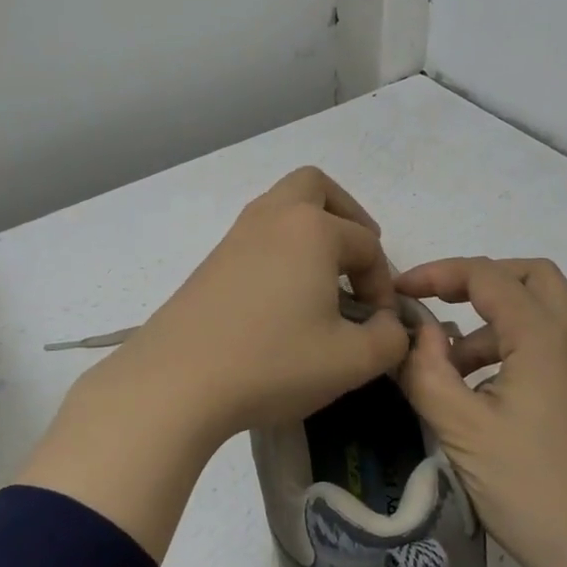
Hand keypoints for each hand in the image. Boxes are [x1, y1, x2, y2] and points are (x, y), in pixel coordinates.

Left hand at [20, 168, 411, 560]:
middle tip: (357, 256)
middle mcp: (273, 217)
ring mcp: (236, 235)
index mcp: (312, 229)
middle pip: (315, 186)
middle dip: (346, 214)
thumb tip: (387, 325)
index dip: (382, 283)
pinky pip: (258, 234)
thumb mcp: (351, 361)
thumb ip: (389, 339)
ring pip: (281, 206)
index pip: (366, 244)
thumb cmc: (272, 362)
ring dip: (311, 229)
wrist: (178, 380)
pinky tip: (284, 294)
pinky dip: (281, 247)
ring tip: (325, 276)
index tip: (378, 324)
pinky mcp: (212, 260)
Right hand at [396, 256, 566, 566]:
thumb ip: (427, 370)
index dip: (437, 273)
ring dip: (490, 320)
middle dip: (479, 280)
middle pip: (529, 276)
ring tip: (448, 367)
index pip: (487, 275)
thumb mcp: (462, 429)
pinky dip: (508, 346)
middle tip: (440, 303)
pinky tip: (477, 393)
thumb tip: (416, 333)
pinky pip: (546, 345)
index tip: (399, 293)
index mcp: (543, 337)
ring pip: (540, 311)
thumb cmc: (531, 488)